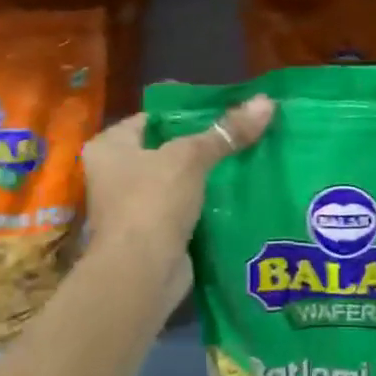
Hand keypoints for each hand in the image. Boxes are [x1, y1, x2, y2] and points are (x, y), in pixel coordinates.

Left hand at [83, 96, 273, 253]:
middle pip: (168, 149)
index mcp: (109, 146)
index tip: (225, 108)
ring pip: (180, 181)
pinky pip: (187, 208)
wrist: (141, 273)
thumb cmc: (152, 202)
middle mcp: (115, 174)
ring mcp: (134, 207)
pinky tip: (240, 193)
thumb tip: (266, 102)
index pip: (152, 117)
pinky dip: (208, 204)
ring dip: (208, 176)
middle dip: (204, 144)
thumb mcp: (191, 158)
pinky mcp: (155, 233)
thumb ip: (226, 132)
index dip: (187, 111)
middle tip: (244, 133)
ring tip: (250, 158)